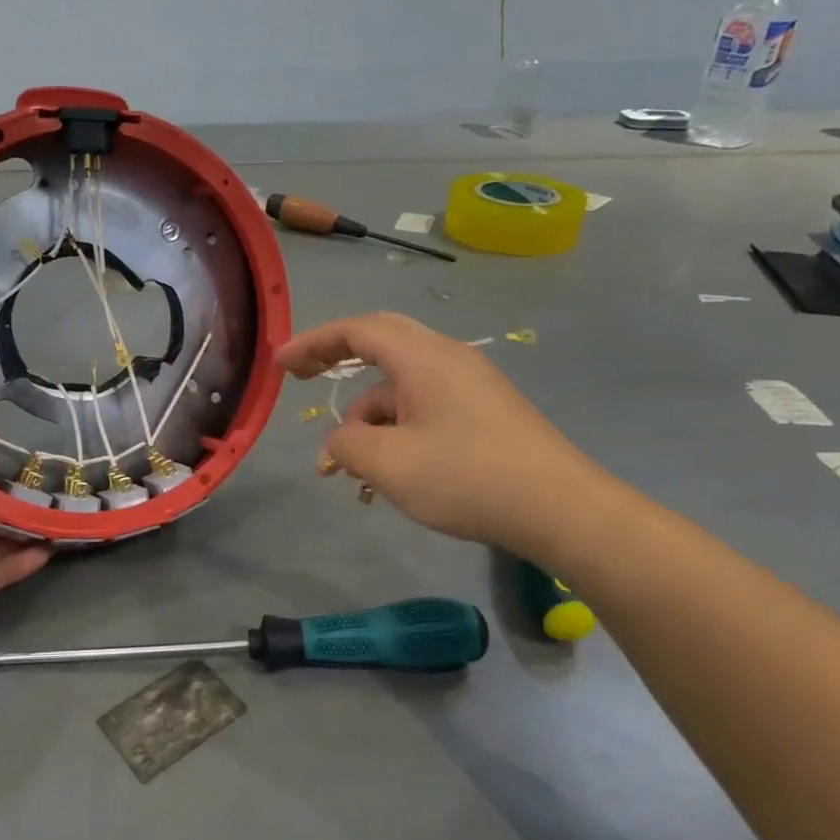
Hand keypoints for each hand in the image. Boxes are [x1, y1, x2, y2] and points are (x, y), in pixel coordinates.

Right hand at [276, 313, 617, 559]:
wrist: (560, 508)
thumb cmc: (467, 477)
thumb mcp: (390, 464)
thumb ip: (348, 444)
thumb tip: (341, 441)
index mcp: (423, 358)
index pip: (358, 330)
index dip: (313, 342)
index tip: (280, 364)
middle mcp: (447, 359)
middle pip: (381, 343)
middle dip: (337, 361)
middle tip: (304, 381)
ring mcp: (469, 385)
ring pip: (401, 385)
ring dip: (368, 416)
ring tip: (351, 468)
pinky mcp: (483, 412)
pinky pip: (424, 406)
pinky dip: (396, 428)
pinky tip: (391, 471)